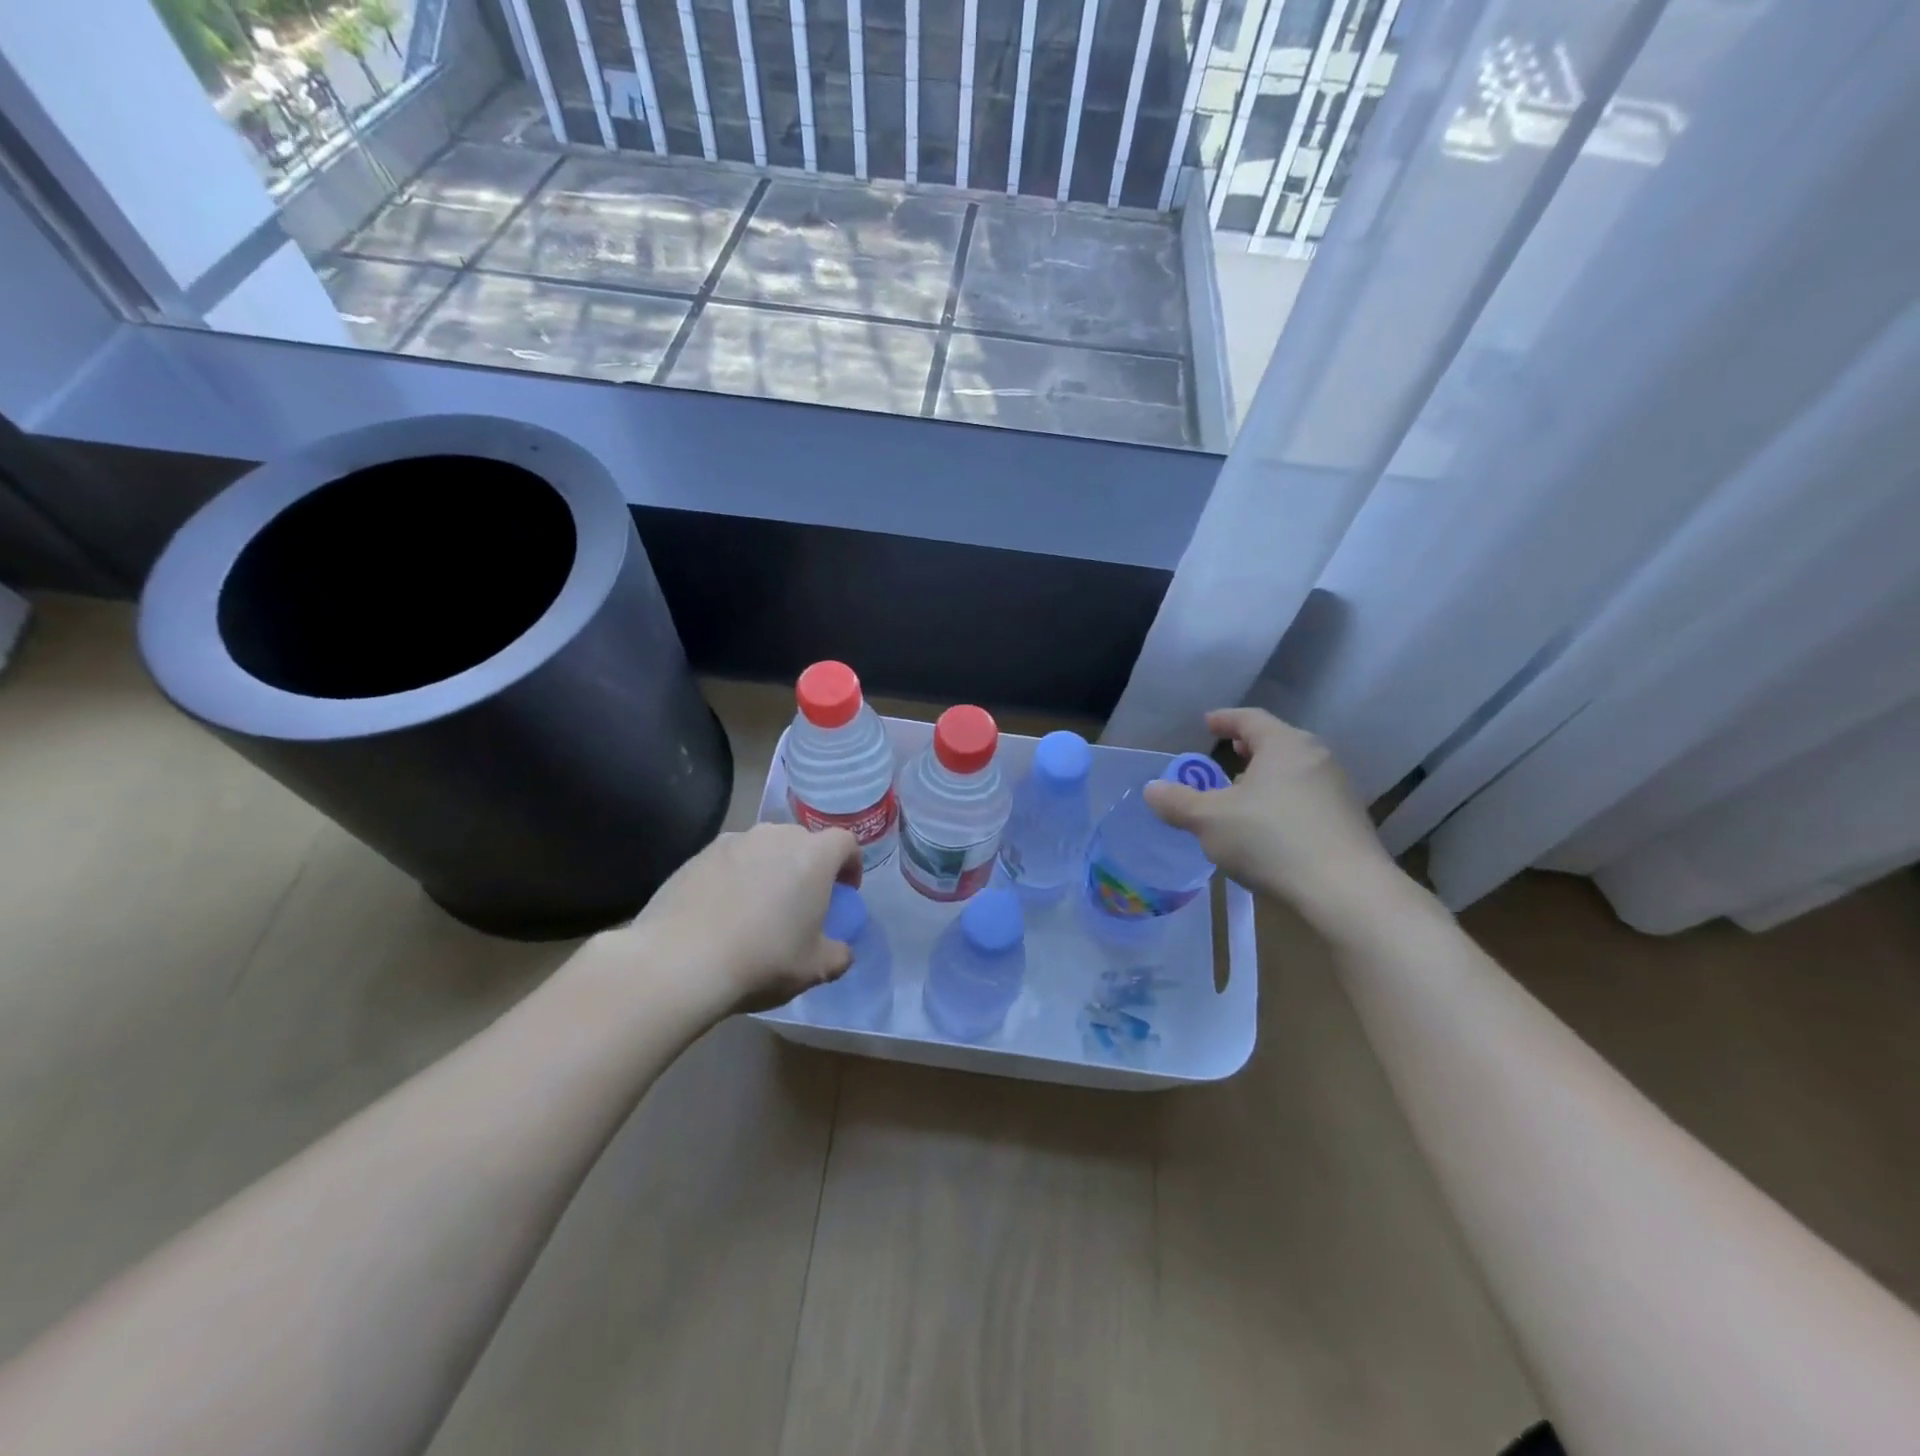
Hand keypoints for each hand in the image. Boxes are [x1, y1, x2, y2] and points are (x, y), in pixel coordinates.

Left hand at [611, 823, 863, 1017]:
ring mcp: (734, 841)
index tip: (845, 892)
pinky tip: (723, 913)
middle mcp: (776, 836)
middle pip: (803, 842)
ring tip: (759, 907)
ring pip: (764, 849)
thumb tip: (841, 950)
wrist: (679, 961)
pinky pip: (730, 860)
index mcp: (813, 856)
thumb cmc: (762, 960)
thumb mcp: (815, 969)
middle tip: (802, 902)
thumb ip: (838, 954)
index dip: (850, 865)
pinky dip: (735, 878)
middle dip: (808, 866)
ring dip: (770, 870)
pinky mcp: (698, 855)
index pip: (845, 843)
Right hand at [1143, 708, 1406, 933]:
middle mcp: (1317, 758)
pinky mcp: (1350, 822)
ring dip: (1268, 778)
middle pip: (1278, 742)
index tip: (1208, 723)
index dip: (1225, 719)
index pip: (1250, 719)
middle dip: (1250, 748)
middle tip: (1229, 754)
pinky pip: (1308, 799)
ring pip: (1295, 772)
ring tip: (1245, 795)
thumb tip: (1152, 789)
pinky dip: (1285, 801)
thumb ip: (1178, 802)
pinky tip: (1271, 828)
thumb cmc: (1271, 840)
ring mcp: (1339, 790)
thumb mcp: (1209, 821)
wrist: (1346, 892)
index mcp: (1284, 745)